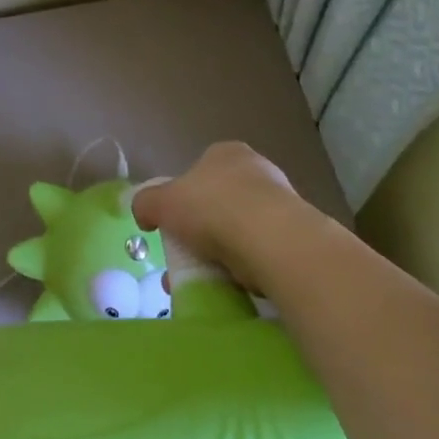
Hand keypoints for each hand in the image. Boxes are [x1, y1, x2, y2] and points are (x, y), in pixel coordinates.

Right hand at [131, 141, 332, 295]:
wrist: (271, 239)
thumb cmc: (212, 208)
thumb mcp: (162, 202)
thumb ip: (146, 203)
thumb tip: (142, 212)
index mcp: (226, 153)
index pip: (201, 170)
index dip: (184, 197)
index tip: (175, 224)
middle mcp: (257, 170)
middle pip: (221, 201)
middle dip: (203, 229)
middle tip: (188, 255)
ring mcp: (281, 202)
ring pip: (242, 229)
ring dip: (224, 252)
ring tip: (207, 278)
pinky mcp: (296, 235)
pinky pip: (262, 251)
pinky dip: (247, 267)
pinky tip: (234, 284)